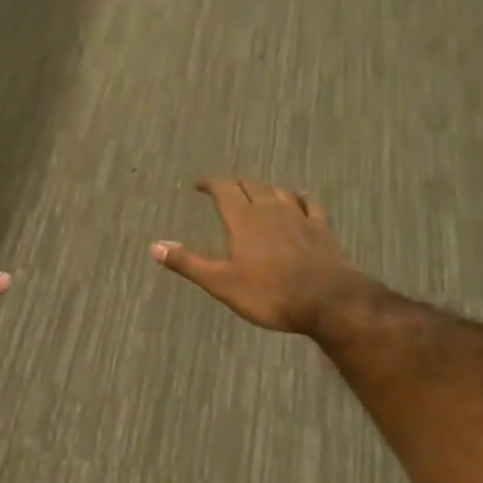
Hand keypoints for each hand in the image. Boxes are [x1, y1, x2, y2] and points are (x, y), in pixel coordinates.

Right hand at [152, 178, 376, 336]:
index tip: (199, 185)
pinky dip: (298, 198)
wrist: (327, 300)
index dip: (210, 183)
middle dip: (234, 184)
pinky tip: (298, 201)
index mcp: (242, 219)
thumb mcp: (221, 282)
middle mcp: (270, 208)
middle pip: (250, 185)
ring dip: (264, 189)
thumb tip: (155, 246)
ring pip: (278, 191)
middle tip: (224, 190)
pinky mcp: (321, 228)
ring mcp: (299, 216)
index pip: (223, 188)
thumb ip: (188, 262)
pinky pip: (308, 203)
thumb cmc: (269, 293)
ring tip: (256, 194)